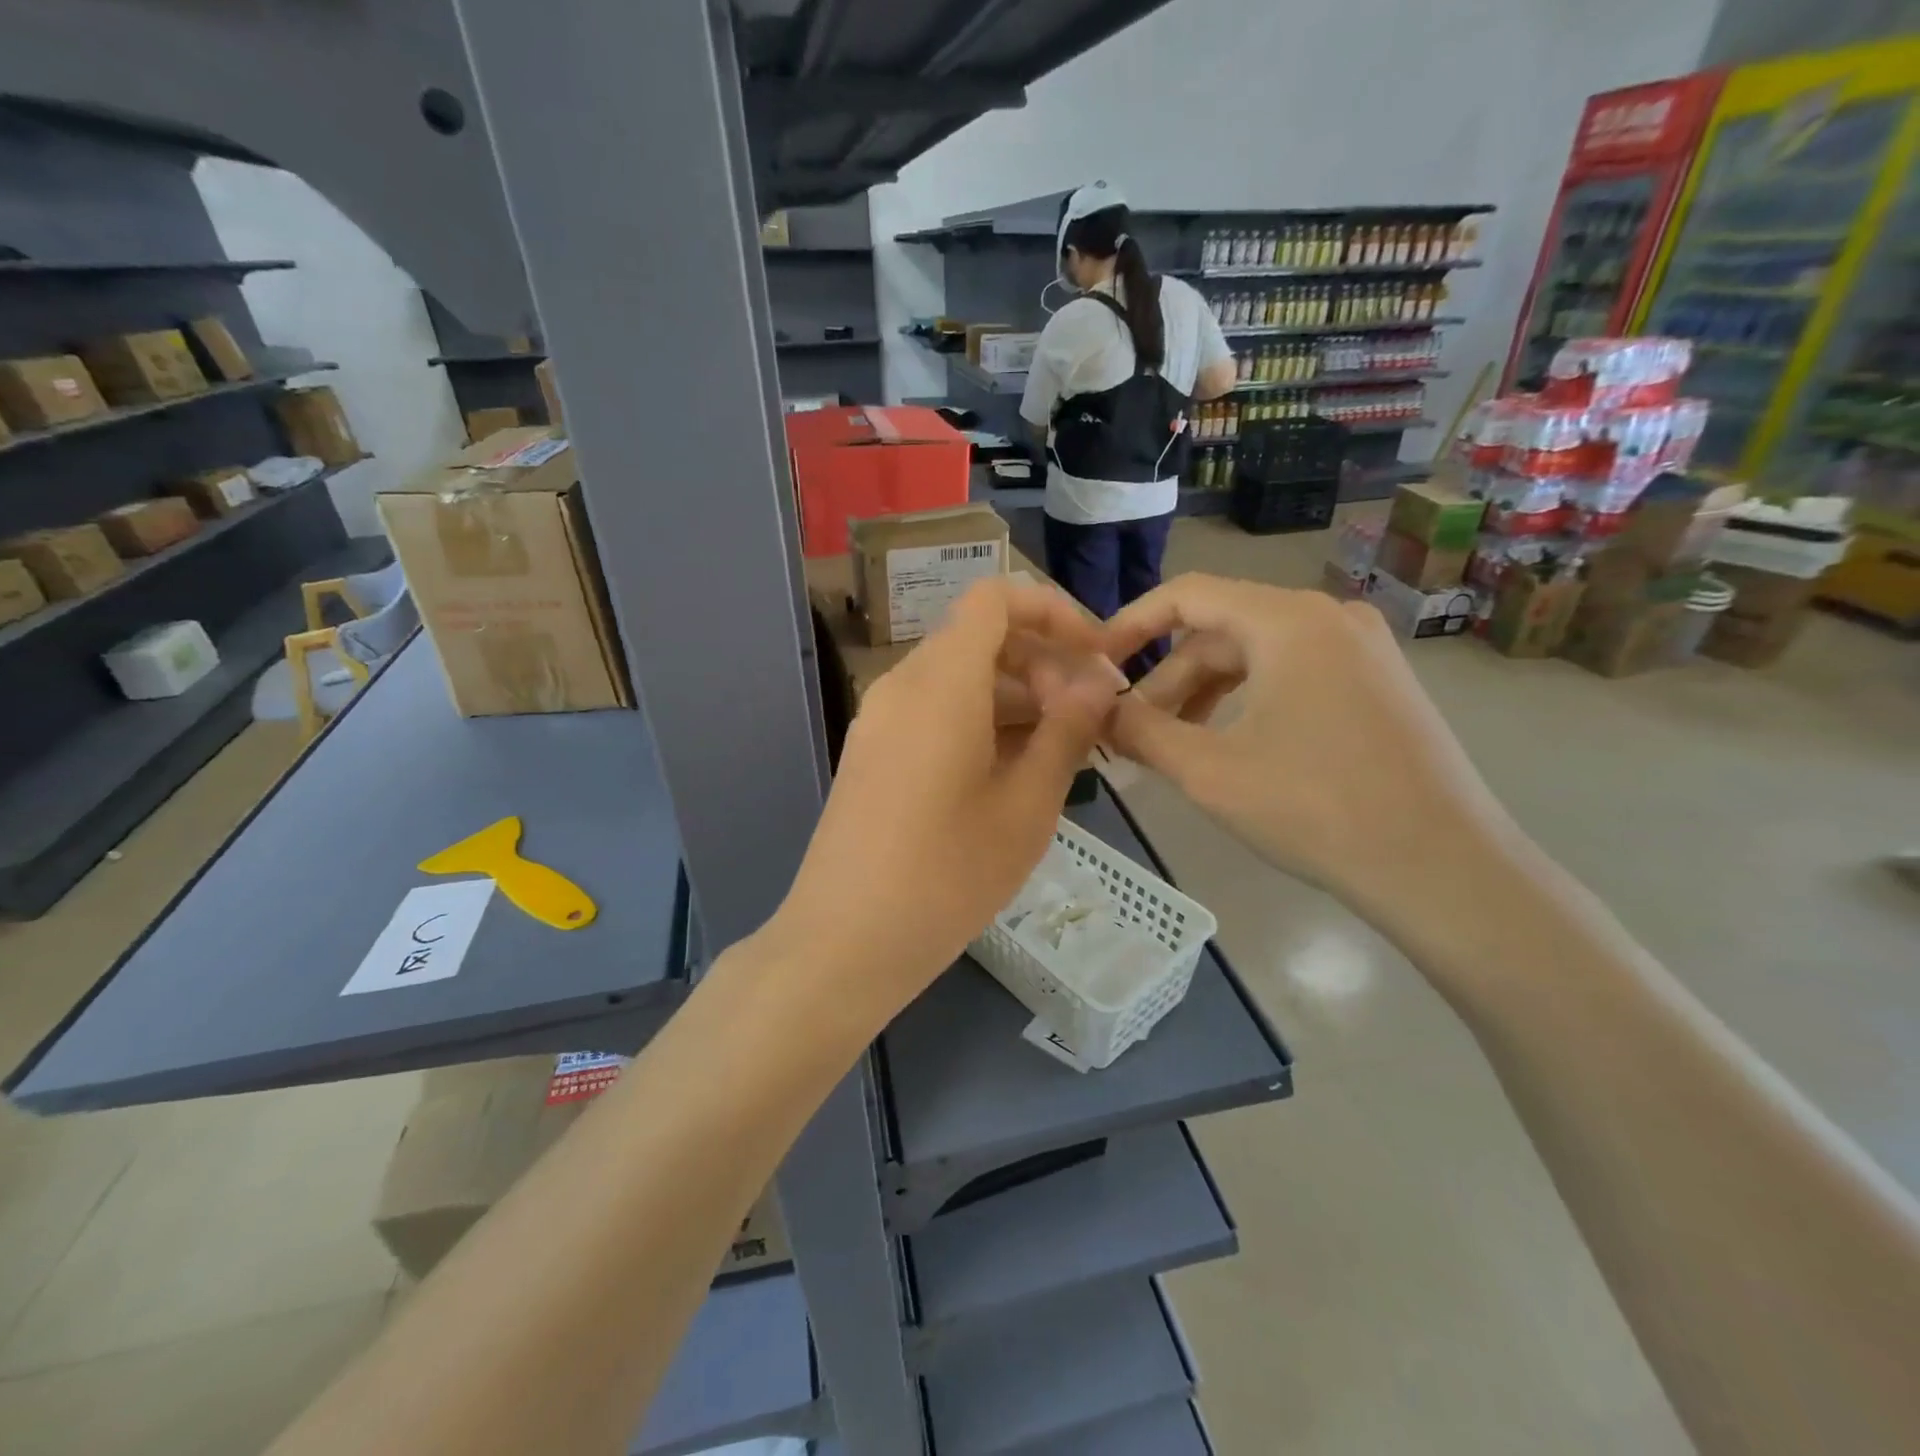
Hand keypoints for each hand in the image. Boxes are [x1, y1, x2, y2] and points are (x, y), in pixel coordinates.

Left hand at [776, 577, 1123, 1016]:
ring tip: (1063, 750)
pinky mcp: (872, 753)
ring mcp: (880, 719)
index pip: (994, 598)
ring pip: (958, 678)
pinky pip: (933, 712)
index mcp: (941, 681)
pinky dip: (979, 722)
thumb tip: (1096, 680)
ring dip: (1014, 697)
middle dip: (1042, 662)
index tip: (1093, 656)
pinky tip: (1012, 772)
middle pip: (979, 638)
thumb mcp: (1027, 804)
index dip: (1052, 611)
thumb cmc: (948, 874)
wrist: (844, 940)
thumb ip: (1066, 730)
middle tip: (1089, 718)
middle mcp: (902, 684)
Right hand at [1101, 574, 1516, 926]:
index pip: (1187, 594)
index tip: (1094, 667)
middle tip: (1129, 733)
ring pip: (1256, 657)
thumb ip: (1141, 732)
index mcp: (1287, 620)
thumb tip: (1096, 712)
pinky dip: (1247, 703)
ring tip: (1171, 747)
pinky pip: (1292, 675)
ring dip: (1203, 696)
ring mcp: (1361, 650)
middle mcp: (1327, 617)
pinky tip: (1229, 748)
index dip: (1130, 625)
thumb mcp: (1209, 771)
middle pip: (1220, 631)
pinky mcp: (1377, 685)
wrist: (1444, 869)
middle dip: (1167, 680)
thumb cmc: (1316, 809)